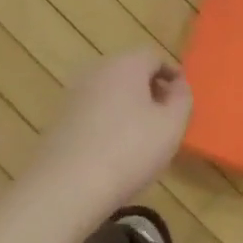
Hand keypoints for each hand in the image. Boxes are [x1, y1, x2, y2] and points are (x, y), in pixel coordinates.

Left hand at [28, 49, 192, 219]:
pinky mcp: (60, 120)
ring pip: (110, 93)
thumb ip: (182, 99)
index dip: (172, 75)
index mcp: (125, 65)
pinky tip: (116, 150)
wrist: (68, 185)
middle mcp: (96, 71)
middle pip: (129, 72)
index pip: (154, 57)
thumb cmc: (130, 150)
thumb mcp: (171, 125)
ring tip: (143, 137)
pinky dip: (108, 122)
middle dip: (150, 90)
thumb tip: (178, 85)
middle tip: (166, 117)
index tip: (182, 98)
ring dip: (128, 107)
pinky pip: (93, 112)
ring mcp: (73, 95)